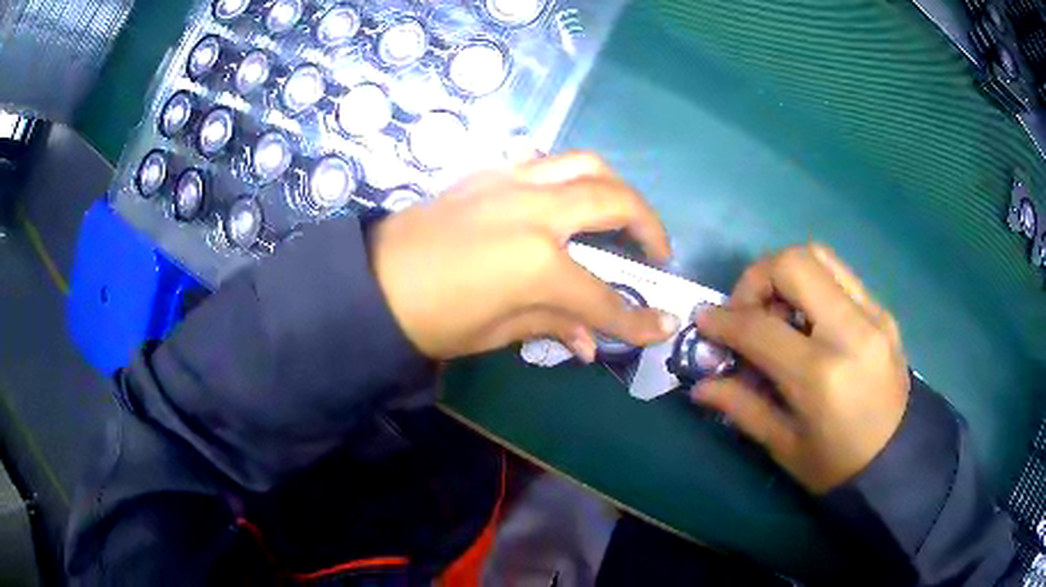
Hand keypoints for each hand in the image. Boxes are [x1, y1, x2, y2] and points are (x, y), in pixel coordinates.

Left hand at [369, 152, 679, 360]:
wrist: (371, 282)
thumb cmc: (431, 320)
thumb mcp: (496, 333)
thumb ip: (554, 326)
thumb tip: (593, 343)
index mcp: (537, 263)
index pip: (603, 296)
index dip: (637, 320)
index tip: (663, 327)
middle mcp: (535, 210)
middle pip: (614, 202)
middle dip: (649, 227)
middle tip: (658, 252)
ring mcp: (512, 181)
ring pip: (586, 163)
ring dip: (617, 188)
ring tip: (624, 217)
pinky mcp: (491, 172)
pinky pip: (546, 160)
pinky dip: (572, 176)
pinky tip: (569, 201)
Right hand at [690, 244, 909, 493]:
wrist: (897, 460)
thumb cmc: (836, 465)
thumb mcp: (784, 446)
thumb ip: (741, 406)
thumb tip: (699, 385)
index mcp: (821, 375)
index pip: (759, 327)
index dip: (723, 320)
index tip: (704, 322)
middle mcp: (851, 331)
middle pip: (793, 263)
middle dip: (756, 279)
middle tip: (745, 311)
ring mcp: (873, 315)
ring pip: (819, 256)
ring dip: (785, 274)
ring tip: (777, 312)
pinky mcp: (883, 311)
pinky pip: (840, 275)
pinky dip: (812, 283)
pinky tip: (807, 319)